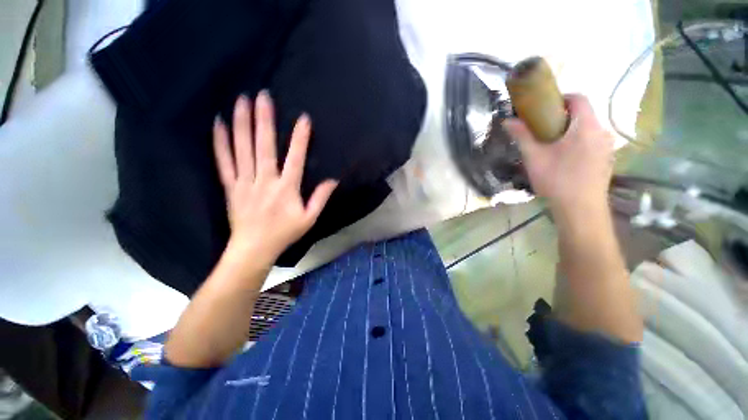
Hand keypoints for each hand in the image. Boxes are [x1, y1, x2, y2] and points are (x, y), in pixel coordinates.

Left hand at [213, 91, 337, 264]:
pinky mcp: (230, 186)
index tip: (304, 119)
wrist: (253, 248)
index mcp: (286, 189)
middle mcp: (265, 181)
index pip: (296, 158)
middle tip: (262, 96)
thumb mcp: (309, 218)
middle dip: (264, 120)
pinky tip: (219, 124)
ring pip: (242, 149)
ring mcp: (245, 182)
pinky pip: (224, 161)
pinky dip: (220, 142)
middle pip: (264, 147)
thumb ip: (320, 198)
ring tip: (241, 101)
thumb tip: (333, 180)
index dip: (300, 138)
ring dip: (242, 124)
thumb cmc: (284, 233)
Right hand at [503, 94, 613, 213]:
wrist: (580, 210)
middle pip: (584, 114)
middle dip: (563, 117)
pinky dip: (579, 142)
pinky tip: (565, 159)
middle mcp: (601, 132)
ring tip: (552, 146)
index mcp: (586, 126)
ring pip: (588, 129)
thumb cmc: (557, 180)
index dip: (561, 98)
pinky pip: (592, 141)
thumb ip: (522, 136)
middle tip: (542, 130)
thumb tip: (507, 121)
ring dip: (570, 130)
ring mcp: (607, 147)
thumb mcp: (534, 157)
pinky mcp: (607, 159)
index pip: (579, 98)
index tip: (544, 108)